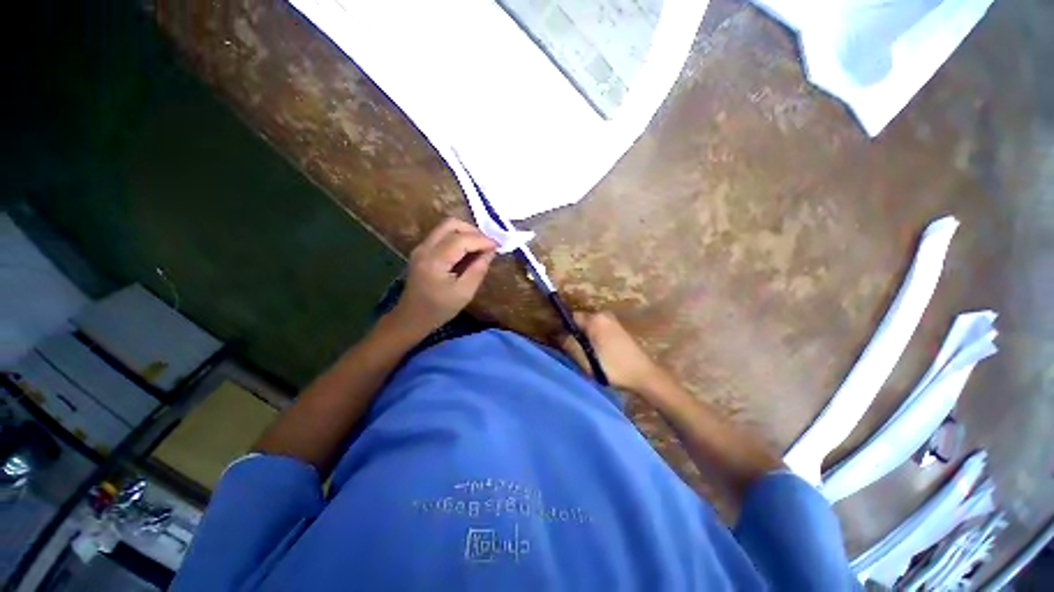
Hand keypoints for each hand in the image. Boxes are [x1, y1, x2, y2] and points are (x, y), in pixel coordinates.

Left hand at [390, 218, 496, 334]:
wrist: (412, 318)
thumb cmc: (439, 309)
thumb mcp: (464, 293)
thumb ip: (478, 270)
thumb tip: (491, 251)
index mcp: (434, 261)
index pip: (460, 239)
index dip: (481, 240)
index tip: (498, 246)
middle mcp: (425, 248)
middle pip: (451, 224)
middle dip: (473, 231)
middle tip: (488, 245)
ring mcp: (421, 248)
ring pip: (446, 227)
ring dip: (466, 233)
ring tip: (480, 247)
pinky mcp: (422, 250)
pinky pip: (442, 235)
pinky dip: (458, 238)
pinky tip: (468, 251)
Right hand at [559, 312, 664, 393]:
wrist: (643, 374)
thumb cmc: (613, 368)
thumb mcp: (586, 360)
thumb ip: (569, 345)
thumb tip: (556, 335)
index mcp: (594, 319)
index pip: (571, 318)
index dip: (564, 329)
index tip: (562, 343)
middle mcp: (603, 314)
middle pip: (580, 321)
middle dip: (575, 334)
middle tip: (574, 351)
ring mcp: (612, 320)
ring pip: (590, 325)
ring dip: (585, 337)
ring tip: (586, 354)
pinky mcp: (618, 327)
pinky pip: (599, 328)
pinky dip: (595, 337)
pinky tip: (598, 352)